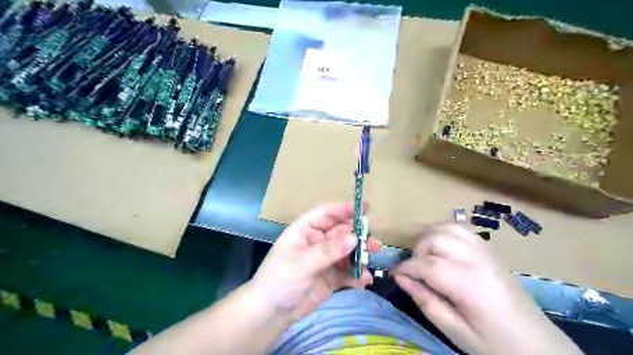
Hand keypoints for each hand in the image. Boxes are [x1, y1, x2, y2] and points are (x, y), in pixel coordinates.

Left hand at [249, 203, 377, 321]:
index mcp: (305, 230)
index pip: (326, 213)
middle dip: (358, 235)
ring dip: (361, 254)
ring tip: (372, 259)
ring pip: (347, 251)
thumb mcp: (301, 264)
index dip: (344, 209)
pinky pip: (348, 271)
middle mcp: (317, 241)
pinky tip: (364, 280)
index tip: (365, 207)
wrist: (272, 314)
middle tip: (374, 242)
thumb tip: (354, 238)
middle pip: (341, 232)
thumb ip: (328, 251)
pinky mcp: (331, 276)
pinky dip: (357, 274)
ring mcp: (325, 259)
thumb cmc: (279, 281)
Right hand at [394, 225, 582, 354]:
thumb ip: (425, 301)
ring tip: (427, 257)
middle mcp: (476, 259)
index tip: (394, 275)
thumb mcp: (455, 331)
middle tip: (415, 271)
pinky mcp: (491, 250)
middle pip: (434, 238)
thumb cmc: (495, 344)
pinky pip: (463, 229)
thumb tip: (401, 279)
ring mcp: (486, 251)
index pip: (425, 264)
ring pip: (448, 227)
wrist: (539, 346)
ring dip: (430, 237)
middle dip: (417, 251)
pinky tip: (444, 248)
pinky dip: (446, 232)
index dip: (404, 268)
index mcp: (467, 283)